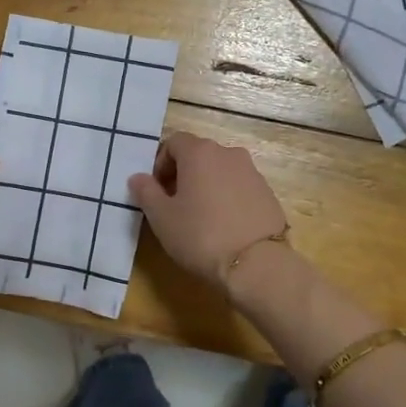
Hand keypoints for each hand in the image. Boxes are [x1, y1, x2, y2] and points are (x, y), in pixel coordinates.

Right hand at [129, 132, 288, 290]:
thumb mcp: (162, 218)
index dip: (160, 163)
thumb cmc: (201, 235)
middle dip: (183, 174)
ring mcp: (252, 172)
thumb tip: (137, 177)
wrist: (257, 264)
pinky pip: (239, 187)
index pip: (174, 142)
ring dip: (206, 185)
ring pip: (220, 171)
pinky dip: (228, 198)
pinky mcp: (268, 193)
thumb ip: (146, 192)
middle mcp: (228, 153)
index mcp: (200, 153)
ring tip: (200, 217)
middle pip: (199, 154)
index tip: (157, 190)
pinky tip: (224, 226)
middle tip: (174, 205)